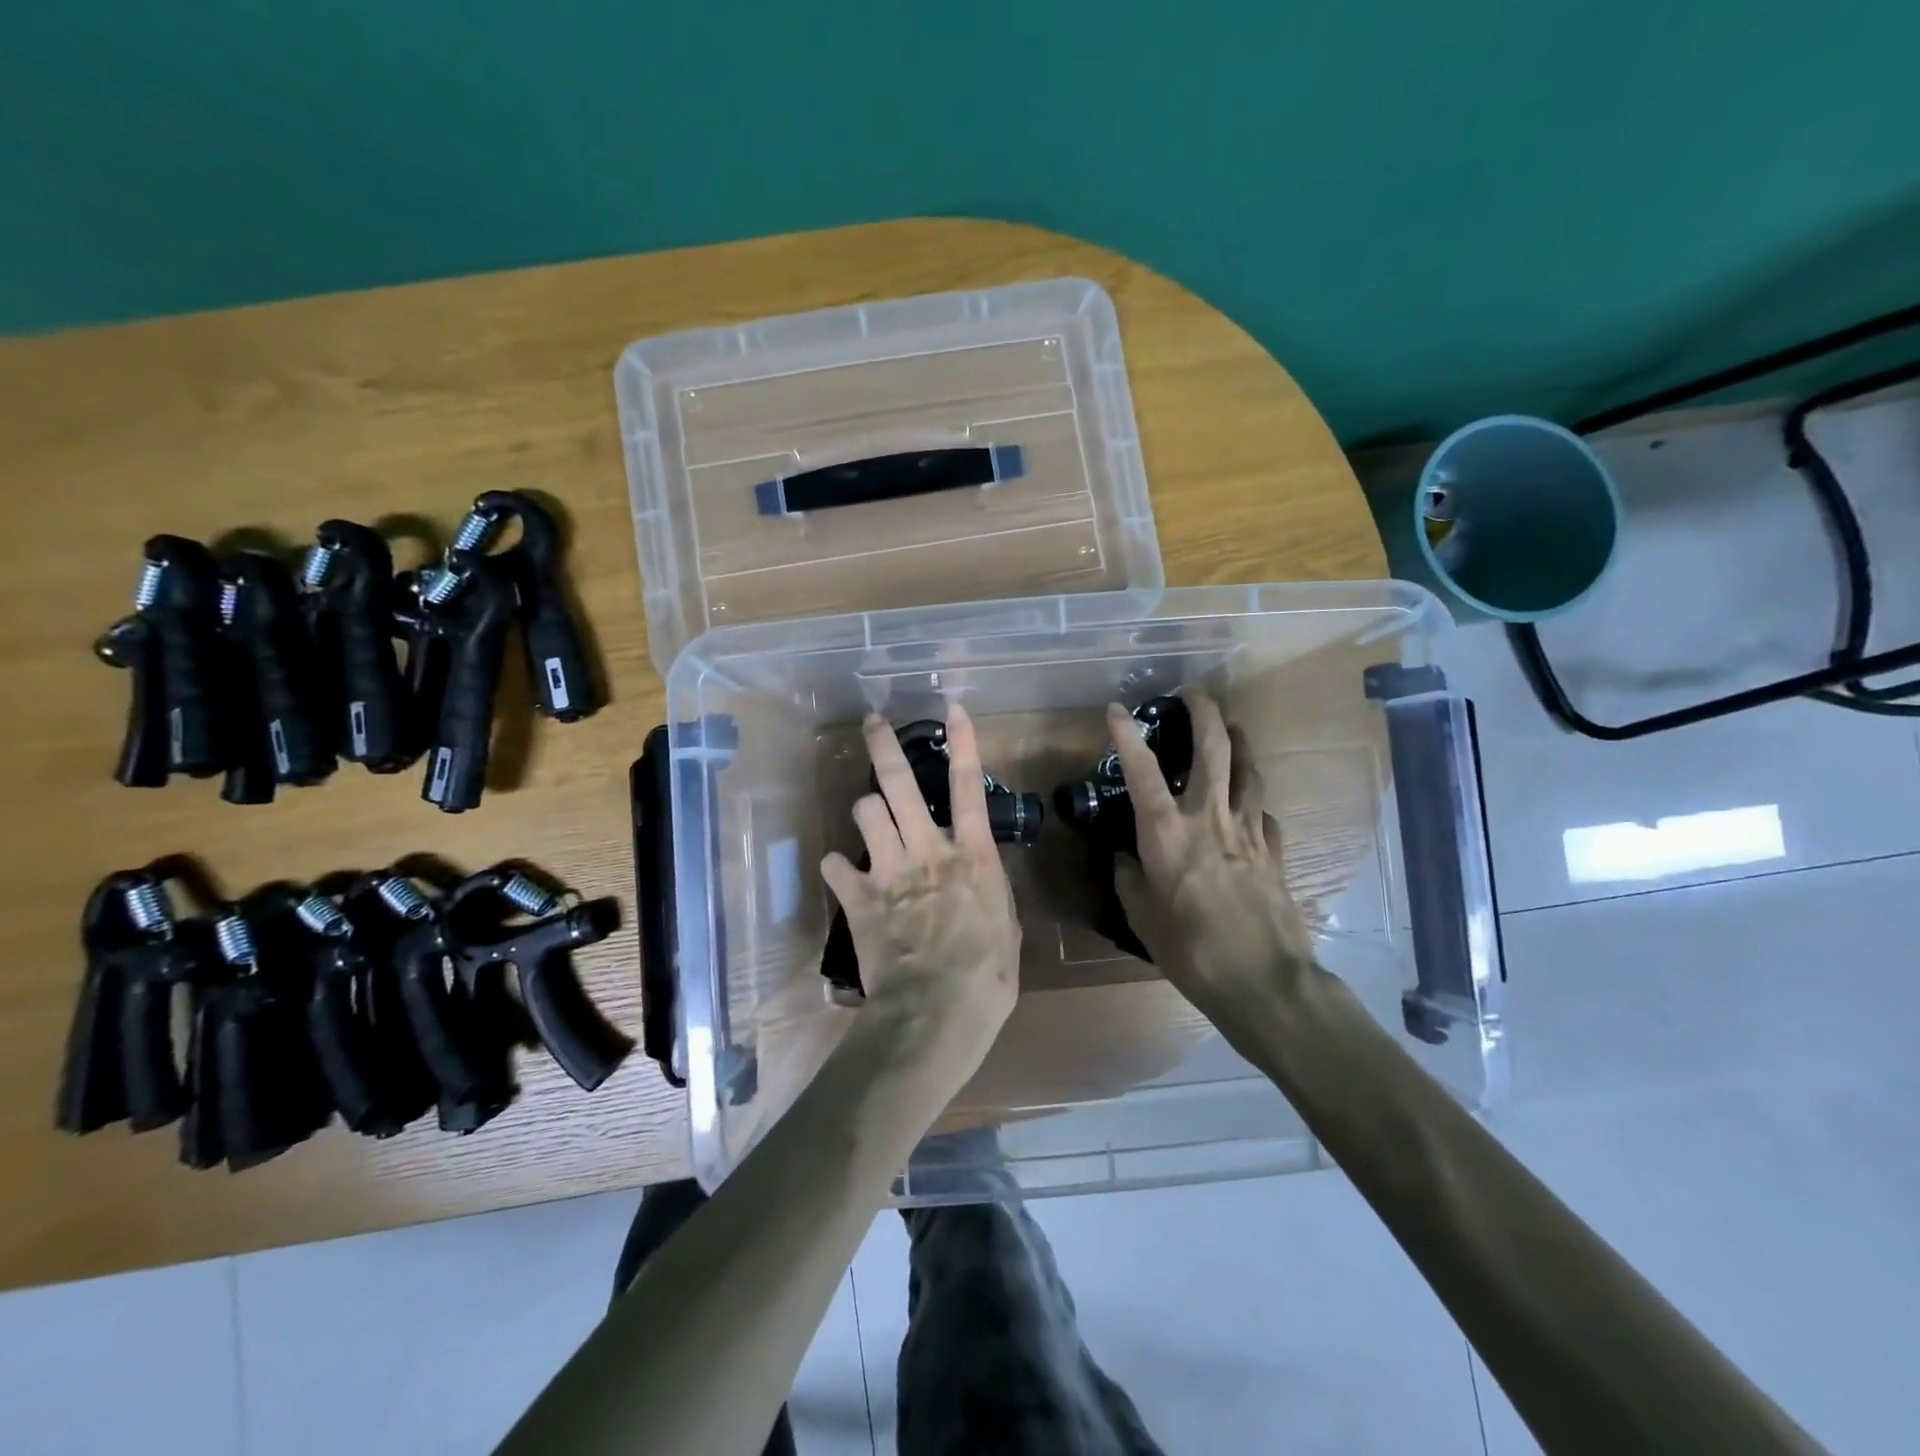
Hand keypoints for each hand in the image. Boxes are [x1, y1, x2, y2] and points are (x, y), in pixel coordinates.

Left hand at [821, 706, 1020, 1093]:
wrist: (935, 1013)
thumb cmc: (987, 977)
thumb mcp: (1006, 930)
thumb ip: (988, 894)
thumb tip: (978, 881)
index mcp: (972, 856)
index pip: (969, 787)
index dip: (963, 743)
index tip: (952, 708)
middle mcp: (928, 850)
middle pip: (901, 784)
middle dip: (885, 747)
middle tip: (872, 722)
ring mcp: (890, 871)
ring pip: (865, 812)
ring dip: (866, 811)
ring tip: (869, 818)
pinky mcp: (859, 898)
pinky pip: (835, 865)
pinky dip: (837, 866)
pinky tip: (841, 874)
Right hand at [1108, 691, 1314, 1020]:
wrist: (1263, 981)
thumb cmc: (1190, 950)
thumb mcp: (1142, 917)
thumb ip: (1129, 878)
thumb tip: (1127, 857)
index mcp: (1167, 833)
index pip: (1142, 770)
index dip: (1128, 735)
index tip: (1117, 709)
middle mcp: (1209, 819)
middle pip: (1214, 748)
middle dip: (1204, 712)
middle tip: (1194, 693)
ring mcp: (1248, 832)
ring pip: (1248, 770)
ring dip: (1239, 742)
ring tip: (1232, 729)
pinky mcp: (1274, 852)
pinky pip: (1263, 813)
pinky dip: (1252, 801)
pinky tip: (1248, 808)